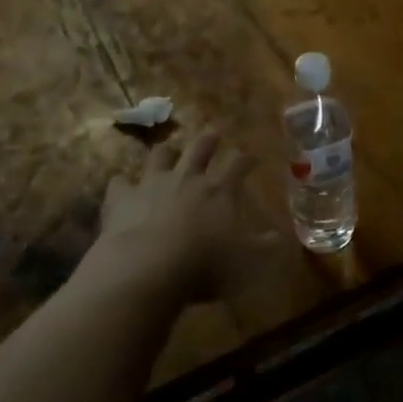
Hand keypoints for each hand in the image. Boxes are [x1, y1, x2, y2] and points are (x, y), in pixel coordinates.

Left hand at [91, 131, 261, 301]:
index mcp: (219, 190)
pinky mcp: (122, 198)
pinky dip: (123, 184)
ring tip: (170, 151)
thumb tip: (282, 238)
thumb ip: (264, 248)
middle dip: (209, 139)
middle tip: (213, 133)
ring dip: (167, 152)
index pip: (238, 164)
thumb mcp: (246, 263)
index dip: (247, 158)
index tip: (253, 155)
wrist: (147, 268)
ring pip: (161, 155)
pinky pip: (120, 182)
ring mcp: (152, 183)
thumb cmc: (204, 266)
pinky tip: (122, 187)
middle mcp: (187, 178)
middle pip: (200, 148)